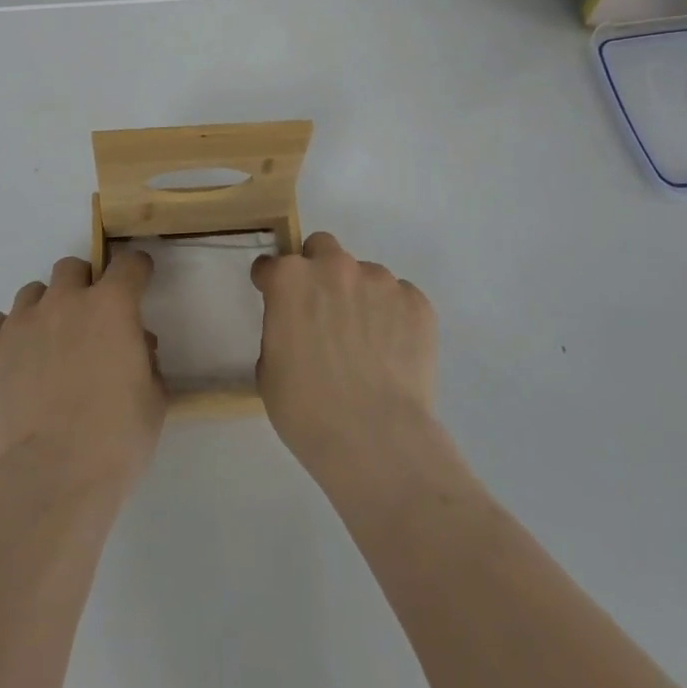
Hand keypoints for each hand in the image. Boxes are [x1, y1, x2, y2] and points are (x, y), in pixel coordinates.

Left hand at [0, 252, 166, 498]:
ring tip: (47, 346)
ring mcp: (20, 323)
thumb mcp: (154, 399)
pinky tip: (12, 358)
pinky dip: (4, 333)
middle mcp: (64, 302)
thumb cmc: (116, 441)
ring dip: (45, 310)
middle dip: (83, 286)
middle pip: (71, 268)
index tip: (138, 282)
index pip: (129, 263)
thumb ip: (146, 360)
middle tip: (88, 322)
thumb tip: (136, 346)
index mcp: (111, 306)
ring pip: (32, 293)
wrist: (52, 480)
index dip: (137, 271)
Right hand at [252, 232, 440, 483]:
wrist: (376, 439)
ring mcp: (380, 281)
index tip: (276, 301)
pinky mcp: (417, 302)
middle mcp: (335, 267)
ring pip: (365, 274)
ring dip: (359, 296)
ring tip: (367, 342)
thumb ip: (279, 331)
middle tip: (323, 310)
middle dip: (318, 270)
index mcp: (290, 279)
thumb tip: (297, 328)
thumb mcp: (269, 370)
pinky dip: (393, 316)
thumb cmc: (307, 410)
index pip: (271, 264)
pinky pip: (399, 298)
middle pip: (322, 247)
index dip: (271, 284)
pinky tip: (392, 352)